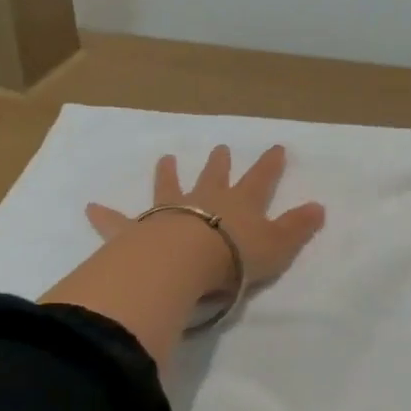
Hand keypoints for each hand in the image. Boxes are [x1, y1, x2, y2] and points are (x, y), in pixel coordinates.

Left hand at [86, 144, 325, 290]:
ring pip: (169, 187)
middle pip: (214, 176)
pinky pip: (118, 221)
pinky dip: (105, 216)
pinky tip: (89, 208)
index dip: (270, 165)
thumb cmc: (234, 257)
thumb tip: (320, 207)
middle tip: (220, 148)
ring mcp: (169, 210)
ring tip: (167, 158)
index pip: (260, 179)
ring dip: (168, 174)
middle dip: (219, 163)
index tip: (276, 147)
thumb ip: (297, 228)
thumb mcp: (277, 246)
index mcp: (239, 203)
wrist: (183, 262)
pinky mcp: (138, 229)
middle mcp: (205, 199)